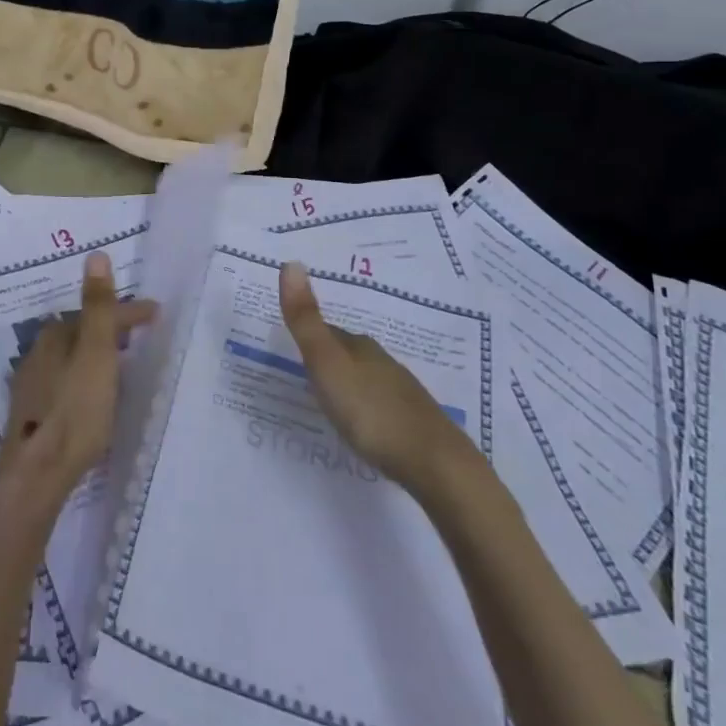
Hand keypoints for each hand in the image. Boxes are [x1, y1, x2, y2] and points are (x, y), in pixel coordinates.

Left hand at [0, 252, 154, 511]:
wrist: (36, 474)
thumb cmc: (74, 411)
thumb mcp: (96, 355)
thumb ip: (98, 307)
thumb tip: (95, 254)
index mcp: (55, 336)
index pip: (97, 313)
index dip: (129, 312)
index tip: (157, 313)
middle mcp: (38, 353)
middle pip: (81, 332)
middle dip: (110, 330)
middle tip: (139, 335)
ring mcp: (33, 384)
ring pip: (71, 357)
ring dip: (96, 355)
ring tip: (121, 363)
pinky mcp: (33, 413)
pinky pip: (65, 380)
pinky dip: (85, 377)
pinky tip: (93, 395)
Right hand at [278, 262, 482, 499]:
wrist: (435, 464)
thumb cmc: (372, 411)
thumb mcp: (327, 364)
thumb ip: (306, 320)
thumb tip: (290, 262)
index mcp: (360, 347)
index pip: (328, 332)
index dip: (308, 336)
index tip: (289, 346)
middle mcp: (383, 362)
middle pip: (348, 353)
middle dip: (328, 359)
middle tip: (304, 373)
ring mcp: (402, 392)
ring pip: (367, 378)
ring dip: (348, 384)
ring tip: (329, 400)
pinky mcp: (414, 423)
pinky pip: (381, 404)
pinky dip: (366, 408)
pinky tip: (363, 425)